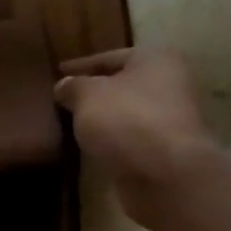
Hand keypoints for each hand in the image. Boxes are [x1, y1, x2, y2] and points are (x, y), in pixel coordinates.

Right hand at [54, 48, 216, 228]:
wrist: (165, 174)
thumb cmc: (127, 120)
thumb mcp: (88, 96)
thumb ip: (73, 87)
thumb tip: (63, 86)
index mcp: (156, 59)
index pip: (110, 57)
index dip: (81, 65)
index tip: (58, 72)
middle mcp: (171, 85)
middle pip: (123, 86)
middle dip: (95, 93)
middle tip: (65, 101)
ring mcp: (171, 121)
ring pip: (128, 115)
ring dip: (105, 120)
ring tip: (74, 126)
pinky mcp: (166, 152)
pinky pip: (131, 141)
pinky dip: (113, 142)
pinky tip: (92, 148)